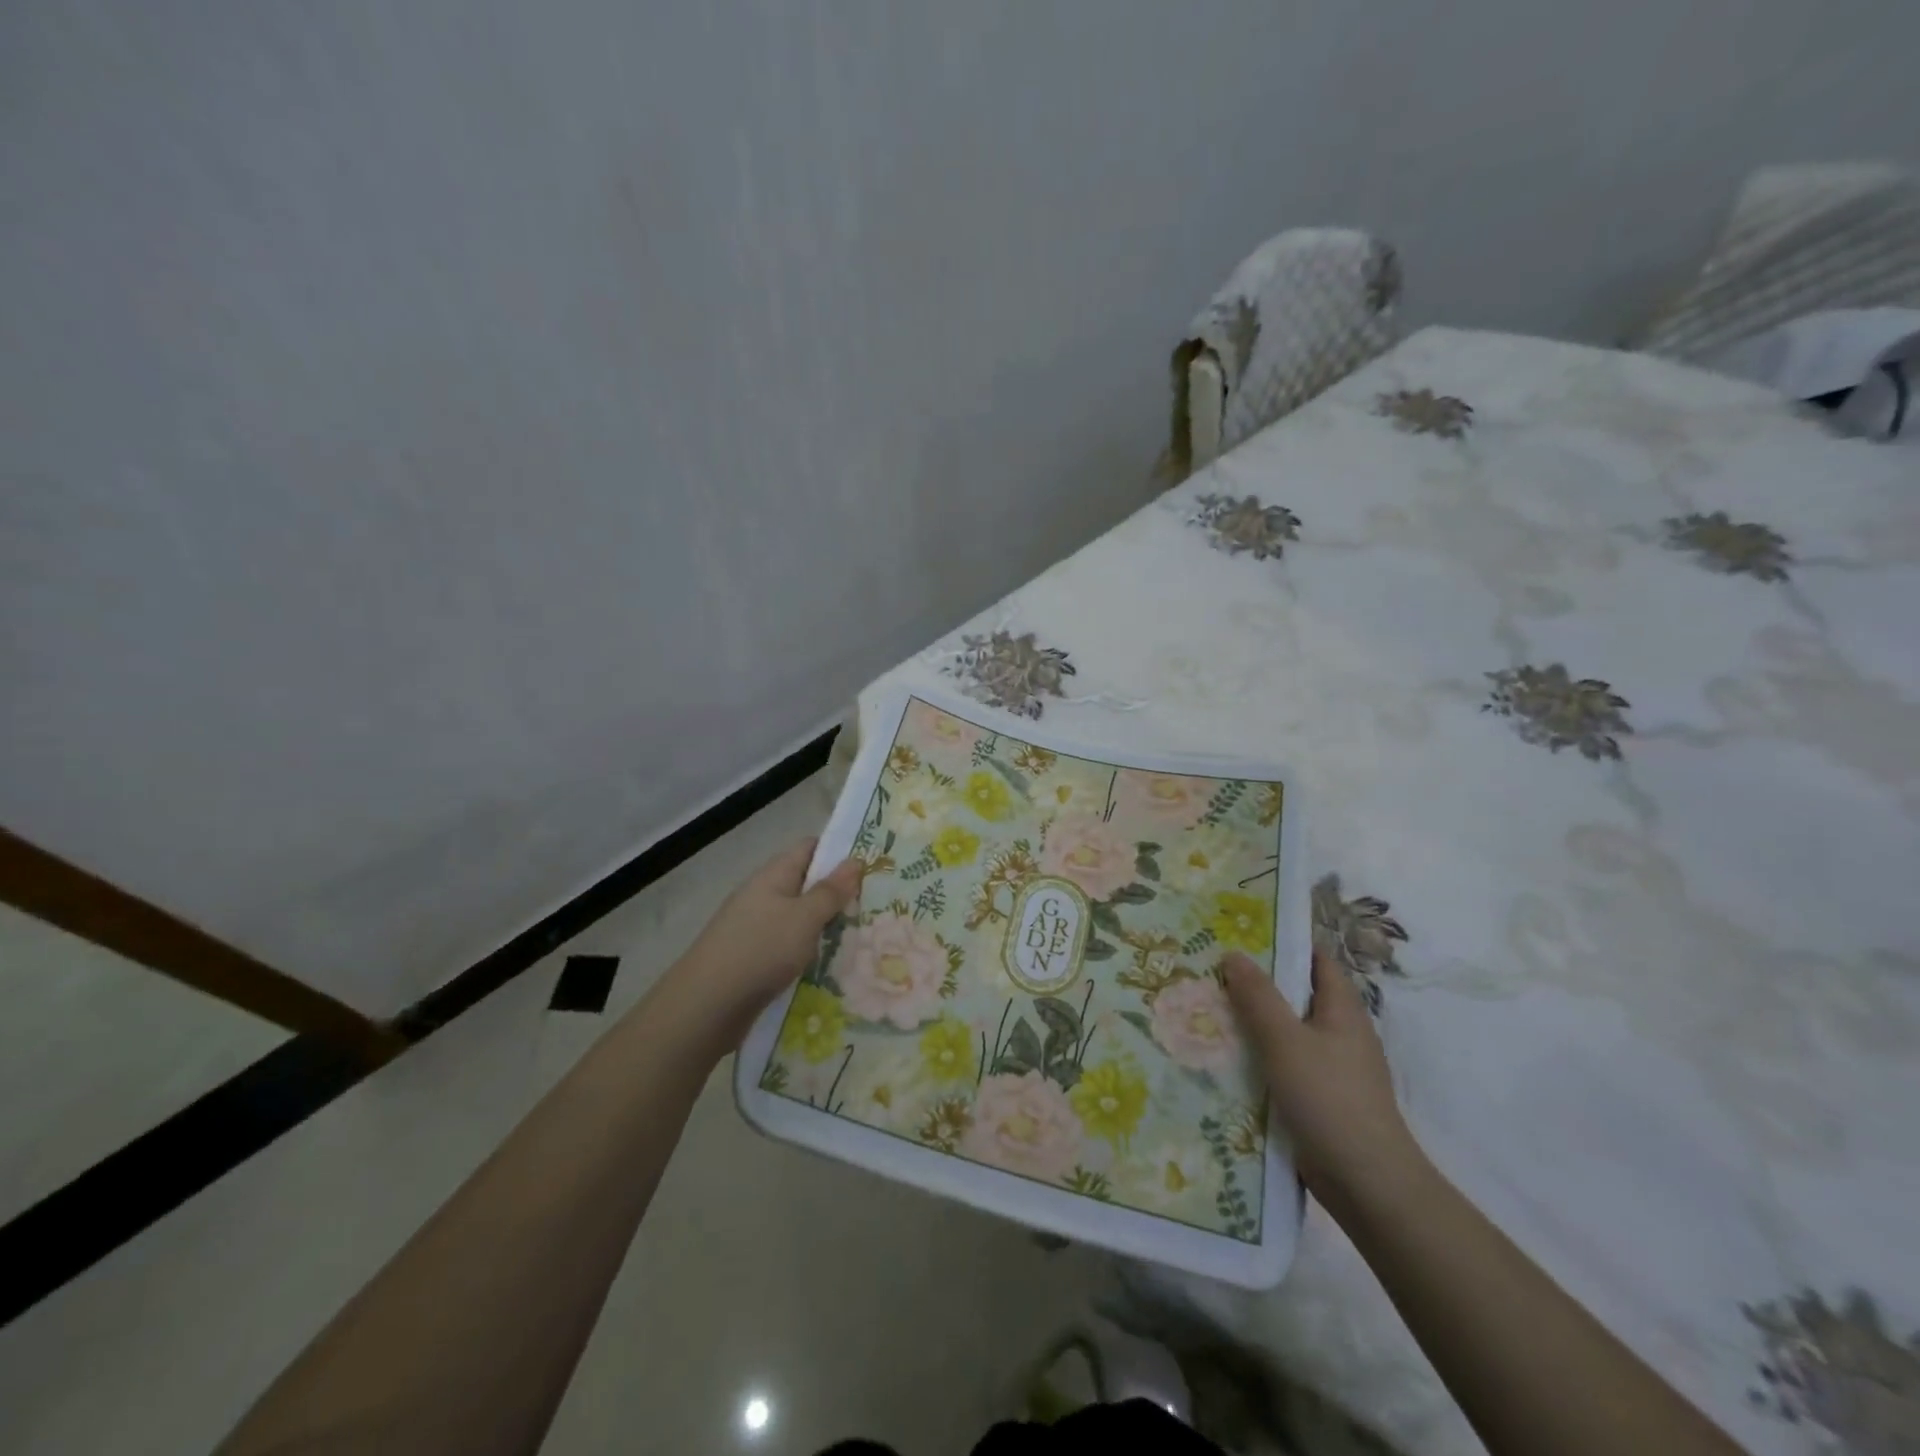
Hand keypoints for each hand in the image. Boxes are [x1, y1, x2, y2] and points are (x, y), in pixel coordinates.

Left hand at [671, 839, 862, 1034]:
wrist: (705, 1007)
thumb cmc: (759, 950)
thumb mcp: (804, 918)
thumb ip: (830, 891)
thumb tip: (855, 861)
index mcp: (773, 876)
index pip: (810, 849)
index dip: (839, 852)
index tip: (872, 864)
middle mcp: (763, 896)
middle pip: (807, 885)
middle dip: (839, 894)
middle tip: (878, 905)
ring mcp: (756, 929)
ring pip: (800, 919)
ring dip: (827, 926)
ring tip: (865, 936)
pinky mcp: (755, 959)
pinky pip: (790, 947)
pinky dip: (811, 952)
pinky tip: (833, 966)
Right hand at [1223, 948, 1420, 1214]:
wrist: (1367, 1183)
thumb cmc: (1329, 1099)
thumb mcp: (1285, 1040)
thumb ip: (1258, 996)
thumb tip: (1233, 953)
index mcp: (1342, 1009)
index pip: (1315, 959)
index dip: (1283, 942)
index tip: (1241, 932)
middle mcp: (1340, 1032)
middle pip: (1296, 994)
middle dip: (1257, 982)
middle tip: (1211, 968)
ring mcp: (1332, 1067)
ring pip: (1287, 1030)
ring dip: (1253, 1021)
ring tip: (1208, 1007)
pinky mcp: (1320, 1097)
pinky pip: (1284, 1063)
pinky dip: (1259, 1055)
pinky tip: (1226, 1056)